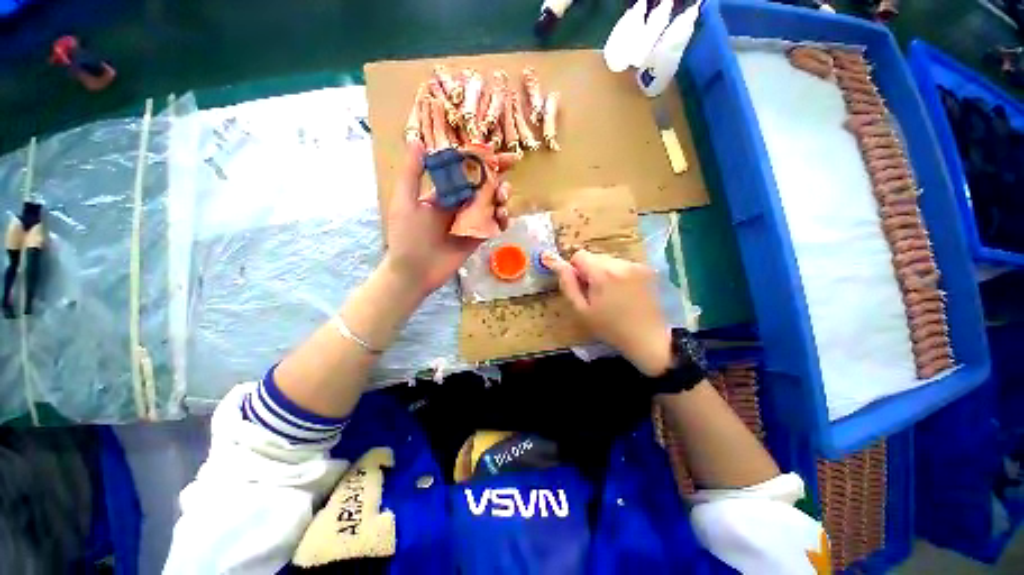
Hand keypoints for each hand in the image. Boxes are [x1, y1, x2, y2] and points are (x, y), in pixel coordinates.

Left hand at [385, 141, 510, 297]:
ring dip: (502, 199)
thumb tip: (418, 140)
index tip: (500, 154)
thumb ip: (412, 173)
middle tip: (505, 183)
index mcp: (444, 192)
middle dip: (499, 181)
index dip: (483, 161)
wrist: (414, 273)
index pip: (466, 171)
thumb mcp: (405, 202)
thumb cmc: (406, 237)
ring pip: (492, 205)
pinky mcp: (477, 238)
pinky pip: (493, 225)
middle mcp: (459, 204)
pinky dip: (502, 220)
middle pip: (484, 187)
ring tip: (503, 200)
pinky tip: (503, 218)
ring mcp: (469, 222)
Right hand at [542, 250, 672, 375]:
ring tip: (610, 295)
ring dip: (603, 272)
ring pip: (608, 260)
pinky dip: (617, 274)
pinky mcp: (646, 270)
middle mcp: (620, 263)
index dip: (574, 269)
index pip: (579, 255)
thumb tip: (556, 263)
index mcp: (602, 272)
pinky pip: (622, 265)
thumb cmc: (609, 327)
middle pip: (594, 256)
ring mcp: (635, 265)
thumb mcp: (581, 310)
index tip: (580, 287)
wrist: (647, 338)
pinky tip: (623, 293)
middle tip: (595, 294)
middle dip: (589, 271)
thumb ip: (568, 284)